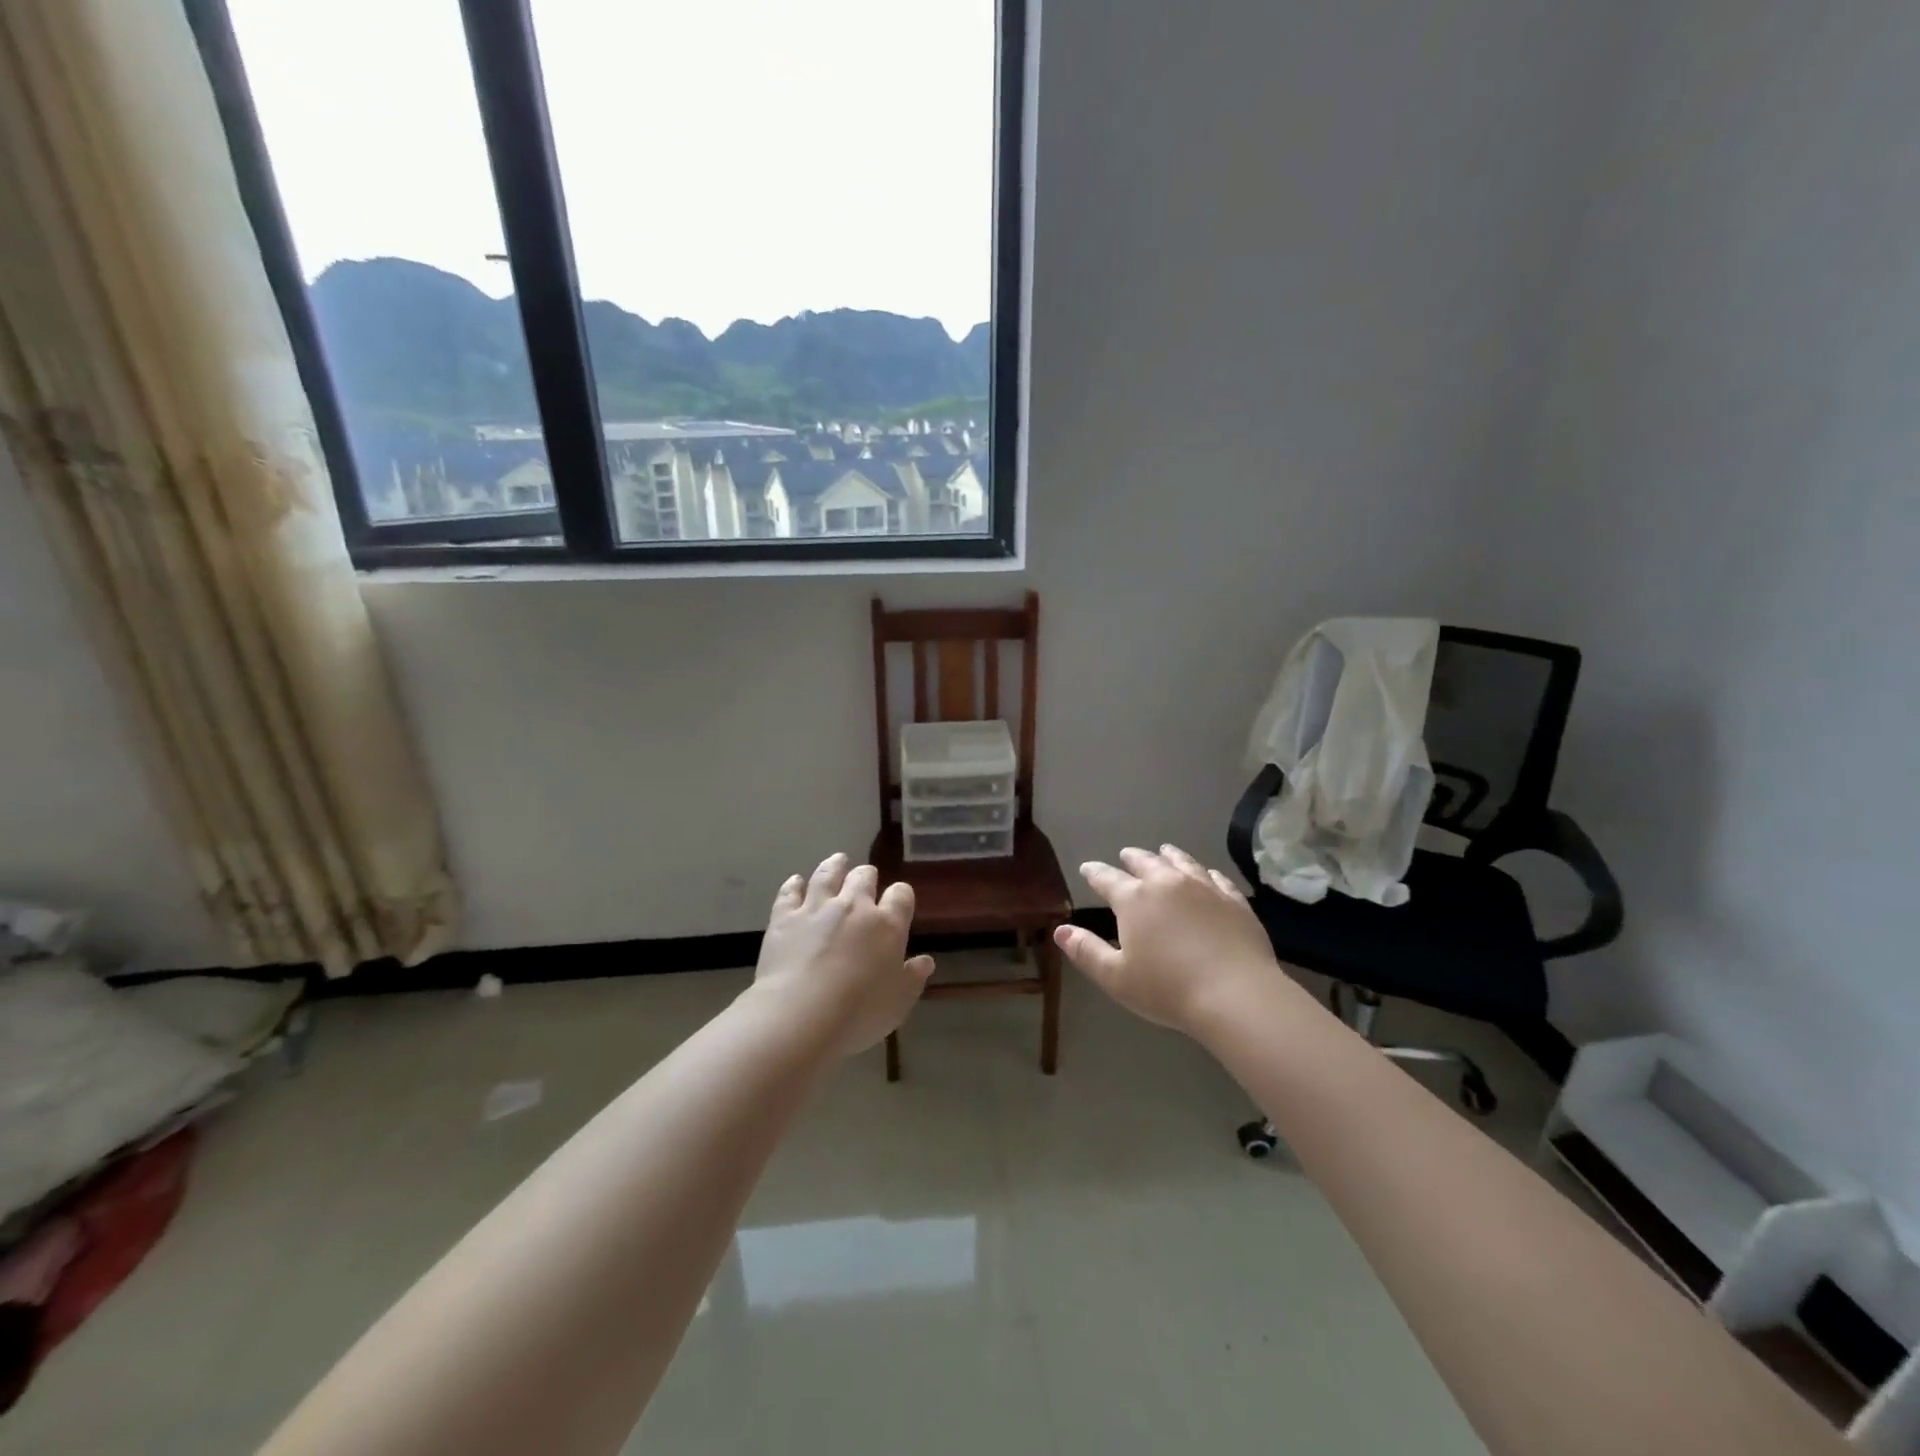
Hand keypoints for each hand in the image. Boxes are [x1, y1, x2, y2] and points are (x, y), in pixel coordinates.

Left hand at [751, 852, 934, 1056]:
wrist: (801, 1015)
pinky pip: (790, 892)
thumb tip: (926, 961)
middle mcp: (854, 906)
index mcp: (887, 925)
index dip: (901, 896)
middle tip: (865, 879)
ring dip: (834, 865)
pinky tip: (795, 881)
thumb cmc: (858, 1014)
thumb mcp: (897, 1003)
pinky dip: (794, 884)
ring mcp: (817, 907)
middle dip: (867, 876)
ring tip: (838, 861)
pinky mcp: (785, 916)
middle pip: (863, 877)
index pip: (901, 896)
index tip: (898, 901)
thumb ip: (913, 978)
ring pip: (828, 874)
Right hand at [1054, 844, 1286, 1038]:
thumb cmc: (1167, 989)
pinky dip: (1206, 873)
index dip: (1094, 873)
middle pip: (1146, 863)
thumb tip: (1060, 931)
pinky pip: (1217, 879)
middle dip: (1132, 858)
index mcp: (1134, 900)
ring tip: (1164, 851)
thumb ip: (1086, 951)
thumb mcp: (1115, 977)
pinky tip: (1207, 874)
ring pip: (1182, 863)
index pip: (1107, 879)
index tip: (1087, 868)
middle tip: (1126, 855)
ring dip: (1169, 856)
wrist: (1235, 994)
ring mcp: (1204, 889)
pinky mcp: (1234, 901)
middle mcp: (1167, 884)